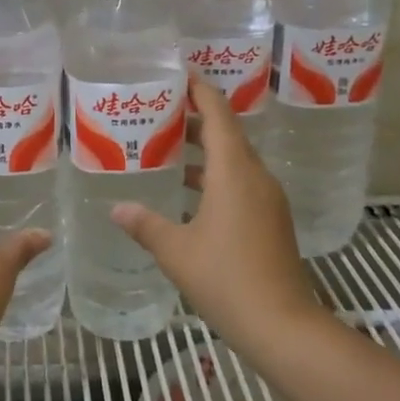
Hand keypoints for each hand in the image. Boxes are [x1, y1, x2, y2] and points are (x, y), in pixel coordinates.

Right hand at [111, 79, 329, 350]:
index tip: (177, 73)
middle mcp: (255, 176)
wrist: (283, 326)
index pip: (218, 113)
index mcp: (234, 171)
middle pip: (227, 132)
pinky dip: (214, 175)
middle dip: (195, 118)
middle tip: (158, 110)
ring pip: (234, 159)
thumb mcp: (175, 250)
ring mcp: (268, 199)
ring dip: (204, 149)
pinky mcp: (271, 220)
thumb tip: (116, 208)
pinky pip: (241, 181)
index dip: (199, 89)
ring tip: (166, 146)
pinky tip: (188, 193)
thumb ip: (144, 224)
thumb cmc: (226, 279)